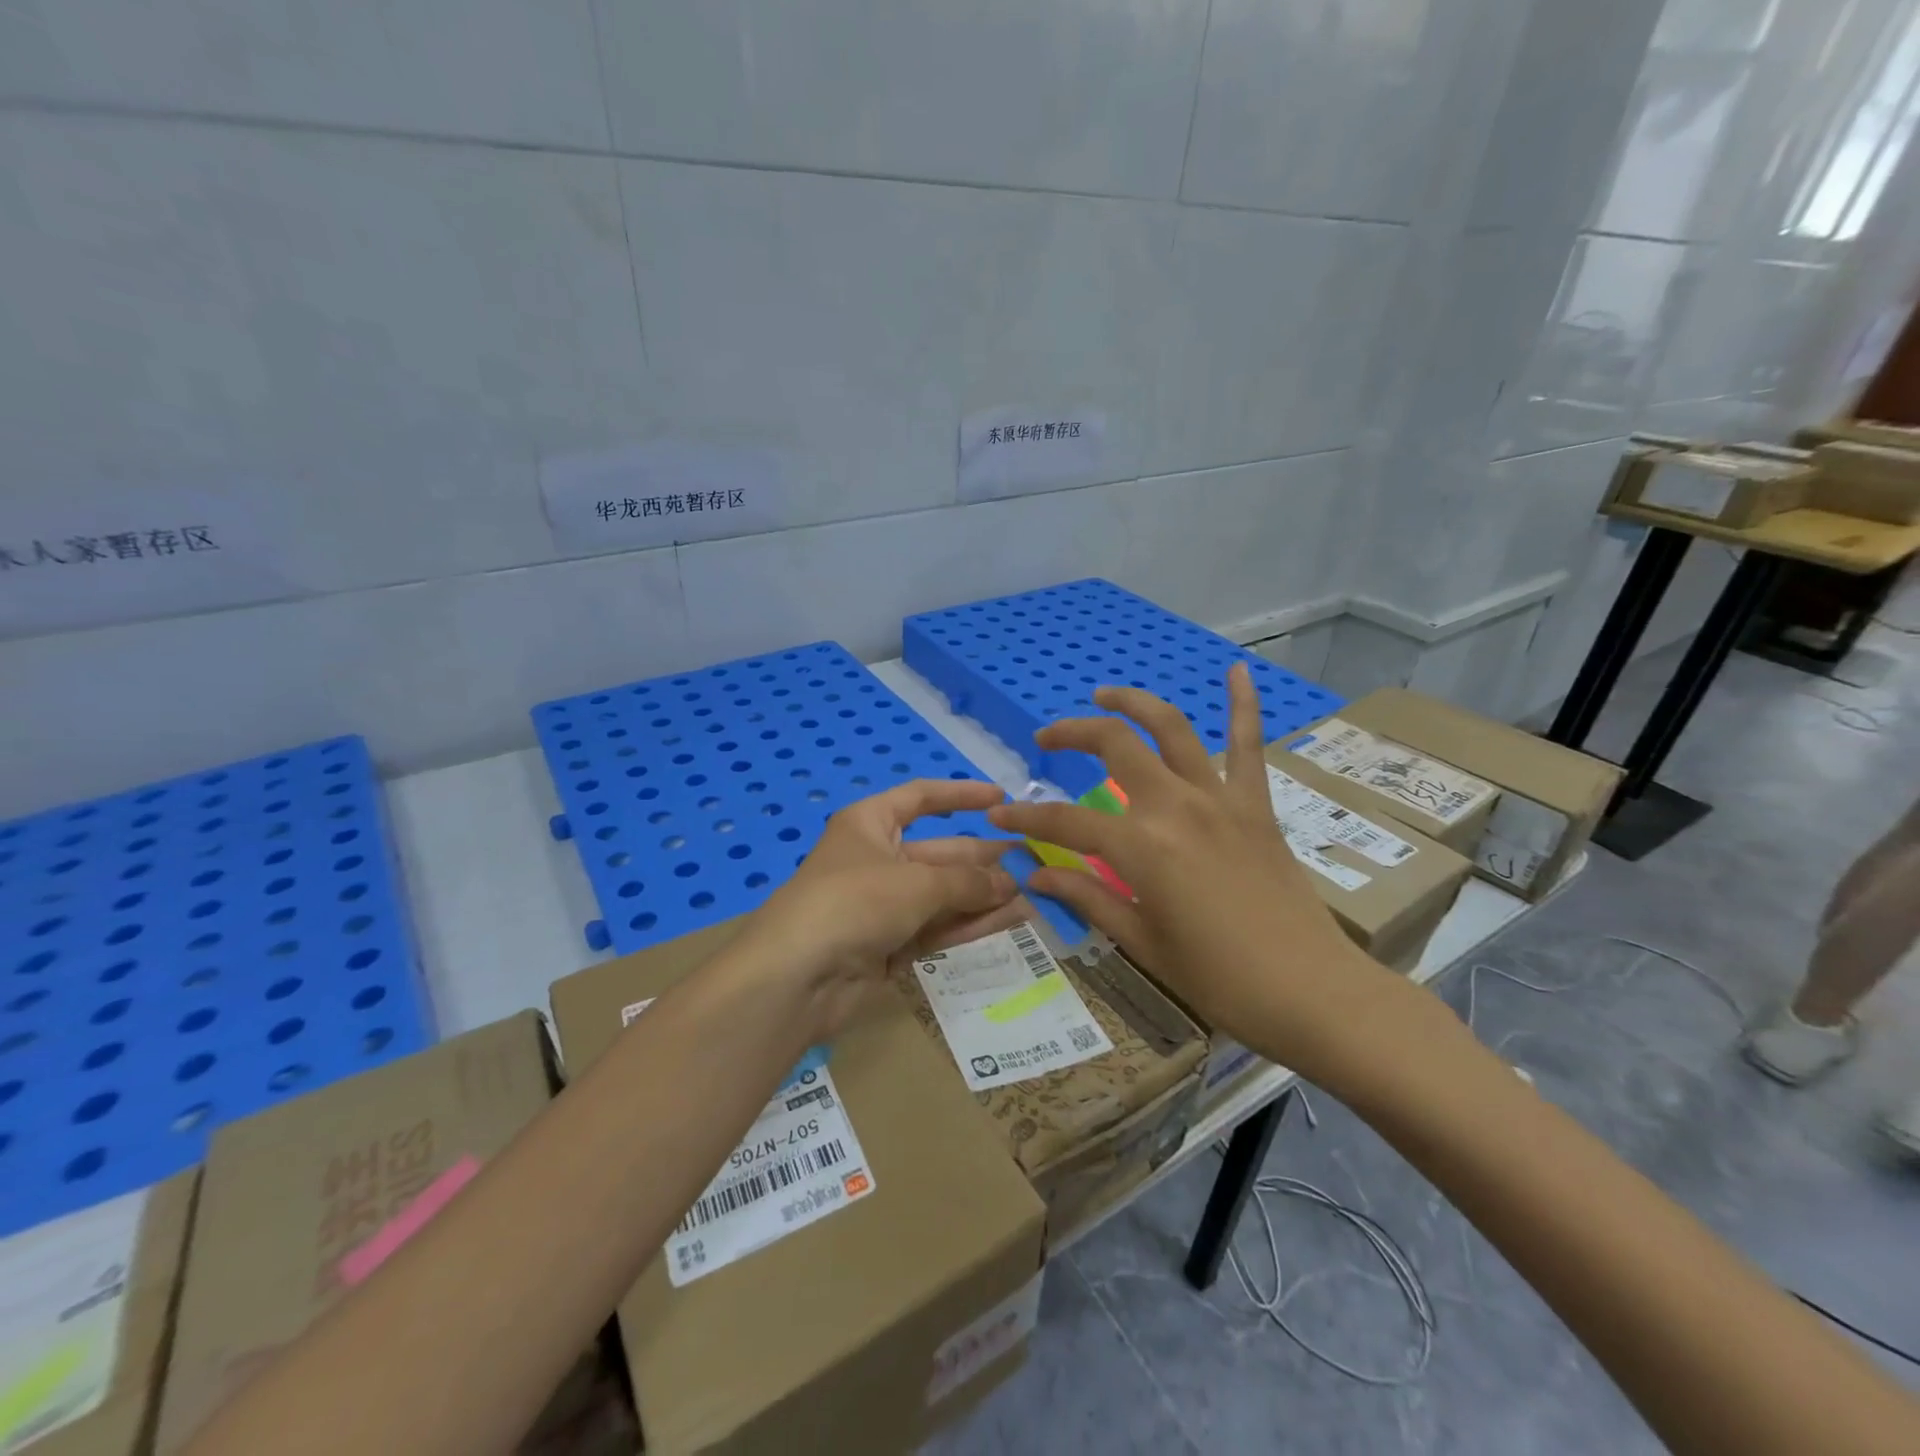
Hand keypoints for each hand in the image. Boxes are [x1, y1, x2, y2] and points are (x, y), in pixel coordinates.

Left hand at [740, 778, 1022, 1038]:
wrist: (797, 977)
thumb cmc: (854, 902)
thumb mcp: (916, 883)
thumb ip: (968, 881)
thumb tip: (1010, 883)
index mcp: (870, 824)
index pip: (921, 798)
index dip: (961, 795)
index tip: (1002, 799)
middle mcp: (877, 859)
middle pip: (940, 852)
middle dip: (983, 858)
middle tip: (1032, 863)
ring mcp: (883, 905)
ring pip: (944, 894)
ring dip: (984, 895)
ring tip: (1033, 895)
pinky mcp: (889, 946)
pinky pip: (938, 927)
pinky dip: (970, 924)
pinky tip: (1011, 921)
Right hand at [986, 663, 1401, 1079]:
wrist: (1312, 992)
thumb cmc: (1219, 980)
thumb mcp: (1142, 942)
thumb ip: (1087, 898)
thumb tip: (1034, 876)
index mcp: (1141, 847)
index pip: (1066, 822)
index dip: (1026, 818)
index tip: (999, 817)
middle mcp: (1176, 806)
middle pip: (1114, 746)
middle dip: (1071, 734)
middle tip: (1046, 740)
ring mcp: (1220, 799)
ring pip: (1172, 729)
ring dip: (1134, 703)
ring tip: (1105, 694)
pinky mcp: (1255, 805)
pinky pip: (1249, 744)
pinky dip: (1243, 704)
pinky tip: (1236, 670)